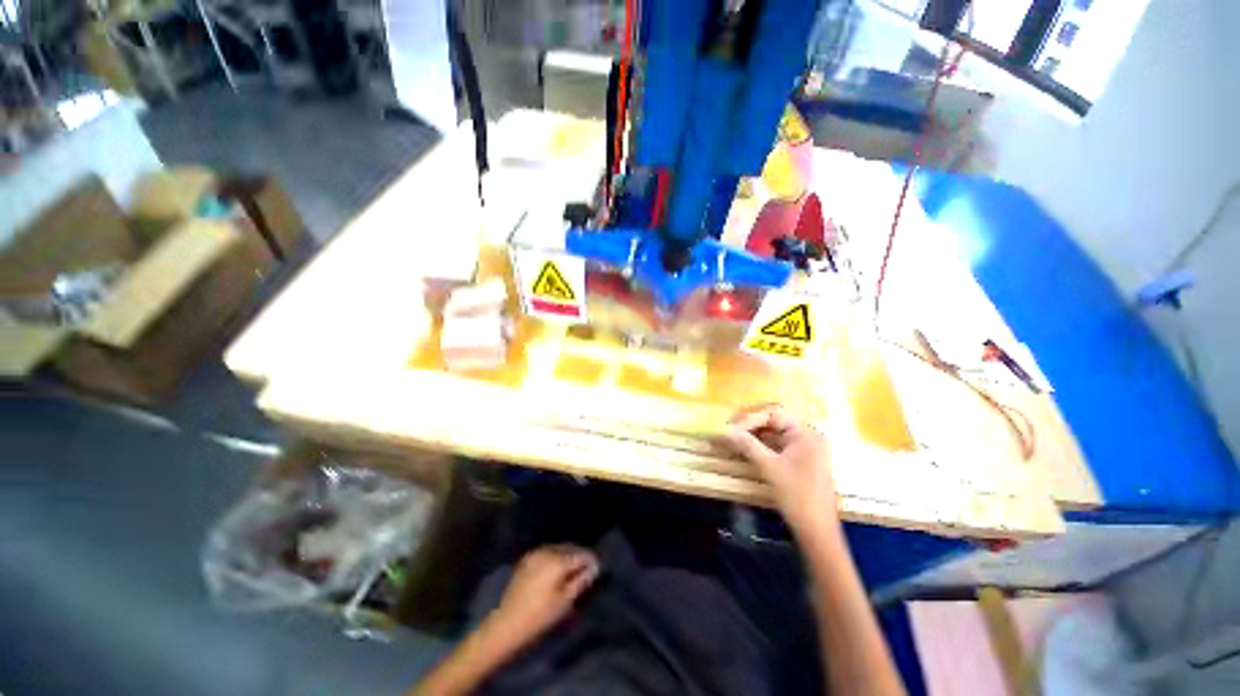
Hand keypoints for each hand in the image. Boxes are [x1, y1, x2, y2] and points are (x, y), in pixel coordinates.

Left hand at [488, 545, 599, 643]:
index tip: (598, 568)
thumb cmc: (540, 616)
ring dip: (568, 555)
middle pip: (570, 547)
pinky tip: (557, 569)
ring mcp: (535, 553)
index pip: (581, 553)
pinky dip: (556, 556)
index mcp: (558, 560)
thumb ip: (582, 581)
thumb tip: (595, 567)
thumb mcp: (565, 601)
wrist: (507, 623)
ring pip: (559, 548)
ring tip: (574, 569)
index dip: (592, 560)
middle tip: (588, 569)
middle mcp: (547, 550)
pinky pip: (547, 551)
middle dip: (580, 555)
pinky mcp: (527, 559)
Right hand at [723, 404, 838, 532]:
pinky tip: (745, 450)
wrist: (818, 532)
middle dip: (749, 426)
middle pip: (774, 422)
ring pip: (774, 434)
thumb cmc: (797, 497)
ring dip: (753, 436)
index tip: (730, 428)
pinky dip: (761, 447)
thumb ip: (747, 445)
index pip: (773, 414)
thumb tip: (724, 430)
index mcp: (806, 433)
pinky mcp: (800, 461)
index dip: (749, 419)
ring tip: (732, 440)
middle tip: (728, 432)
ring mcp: (805, 449)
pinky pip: (777, 446)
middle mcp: (808, 436)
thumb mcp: (769, 468)